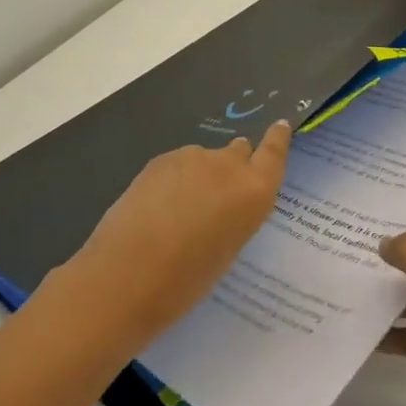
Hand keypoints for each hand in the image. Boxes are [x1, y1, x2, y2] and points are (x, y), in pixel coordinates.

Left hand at [57, 121, 290, 349]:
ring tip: (178, 212)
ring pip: (204, 159)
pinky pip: (177, 165)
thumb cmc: (186, 280)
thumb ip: (234, 216)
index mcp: (254, 192)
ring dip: (200, 176)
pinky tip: (156, 208)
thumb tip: (222, 203)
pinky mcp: (160, 160)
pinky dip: (174, 180)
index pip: (274, 152)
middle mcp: (229, 166)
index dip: (277, 138)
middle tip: (218, 194)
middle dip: (233, 165)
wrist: (125, 277)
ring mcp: (192, 158)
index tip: (280, 126)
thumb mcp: (227, 250)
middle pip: (239, 150)